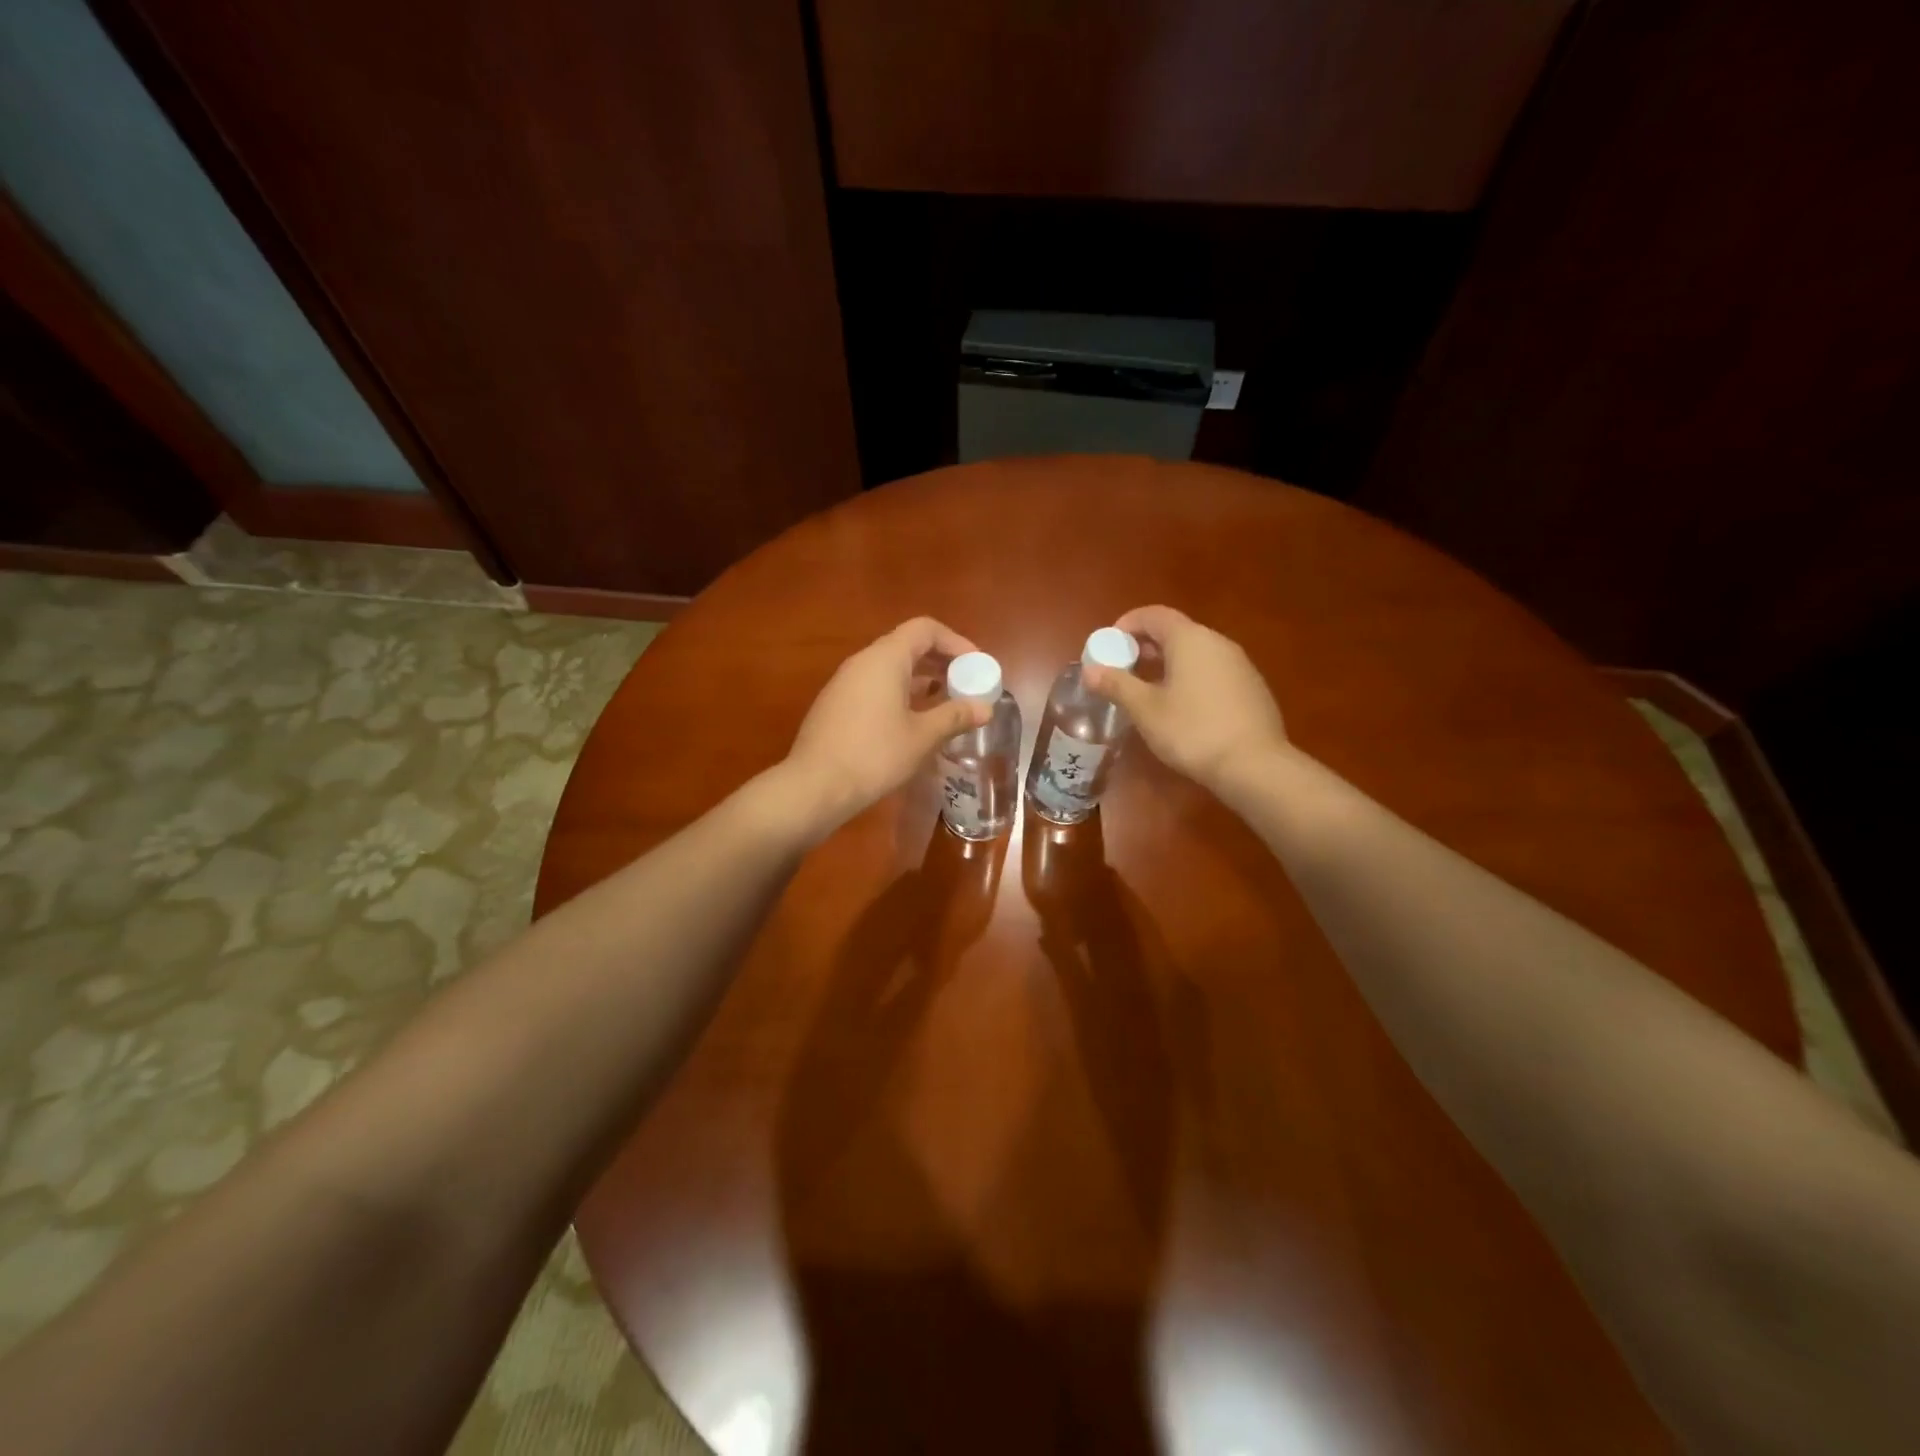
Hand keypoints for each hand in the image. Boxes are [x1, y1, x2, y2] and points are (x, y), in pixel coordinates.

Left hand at [782, 618, 991, 829]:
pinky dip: (900, 694)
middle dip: (941, 661)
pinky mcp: (836, 706)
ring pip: (890, 668)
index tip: (976, 666)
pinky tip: (913, 722)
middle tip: (966, 684)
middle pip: (907, 646)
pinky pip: (875, 687)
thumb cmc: (874, 755)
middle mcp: (862, 662)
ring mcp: (844, 683)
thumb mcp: (922, 737)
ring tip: (945, 703)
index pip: (925, 629)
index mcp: (885, 659)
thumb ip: (955, 716)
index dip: (956, 642)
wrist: (814, 787)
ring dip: (921, 680)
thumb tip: (985, 708)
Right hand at [1083, 605, 1287, 793]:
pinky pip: (1212, 671)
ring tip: (1148, 690)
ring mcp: (1239, 664)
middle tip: (1123, 670)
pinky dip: (1190, 677)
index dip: (1127, 624)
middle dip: (1145, 646)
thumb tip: (1089, 670)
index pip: (1154, 615)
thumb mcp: (1145, 709)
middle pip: (1176, 631)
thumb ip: (1116, 684)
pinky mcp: (1251, 687)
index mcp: (1189, 639)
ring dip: (1168, 663)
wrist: (1255, 765)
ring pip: (1196, 652)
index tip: (1109, 645)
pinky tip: (1182, 708)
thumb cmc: (1192, 731)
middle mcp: (1217, 642)